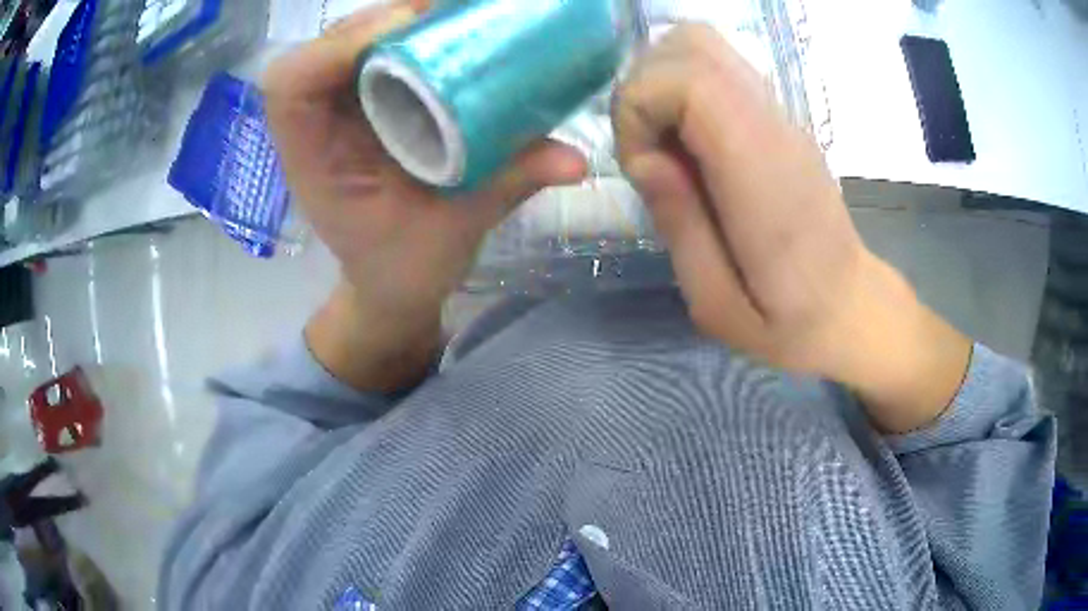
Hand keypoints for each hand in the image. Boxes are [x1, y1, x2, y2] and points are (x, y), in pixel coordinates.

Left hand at [264, 1, 586, 390]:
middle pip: (325, 45)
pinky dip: (406, 32)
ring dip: (397, 18)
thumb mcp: (454, 231)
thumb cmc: (406, 266)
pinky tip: (445, 31)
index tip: (402, 33)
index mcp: (314, 160)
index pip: (291, 86)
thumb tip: (578, 160)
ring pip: (348, 39)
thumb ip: (510, 185)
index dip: (336, 47)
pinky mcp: (362, 102)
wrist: (392, 280)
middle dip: (383, 19)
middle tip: (447, 12)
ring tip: (450, 15)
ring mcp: (337, 109)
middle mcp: (317, 125)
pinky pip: (372, 50)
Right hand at [614, 25, 971, 431]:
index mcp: (763, 176)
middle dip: (645, 89)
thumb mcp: (717, 305)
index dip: (641, 108)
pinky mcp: (780, 119)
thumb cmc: (790, 324)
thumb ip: (679, 226)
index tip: (643, 168)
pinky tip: (691, 146)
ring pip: (703, 45)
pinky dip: (685, 91)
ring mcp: (782, 116)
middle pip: (692, 44)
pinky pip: (718, 70)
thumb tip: (647, 160)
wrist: (854, 308)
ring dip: (663, 85)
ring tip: (667, 148)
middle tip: (650, 154)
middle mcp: (775, 127)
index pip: (690, 81)